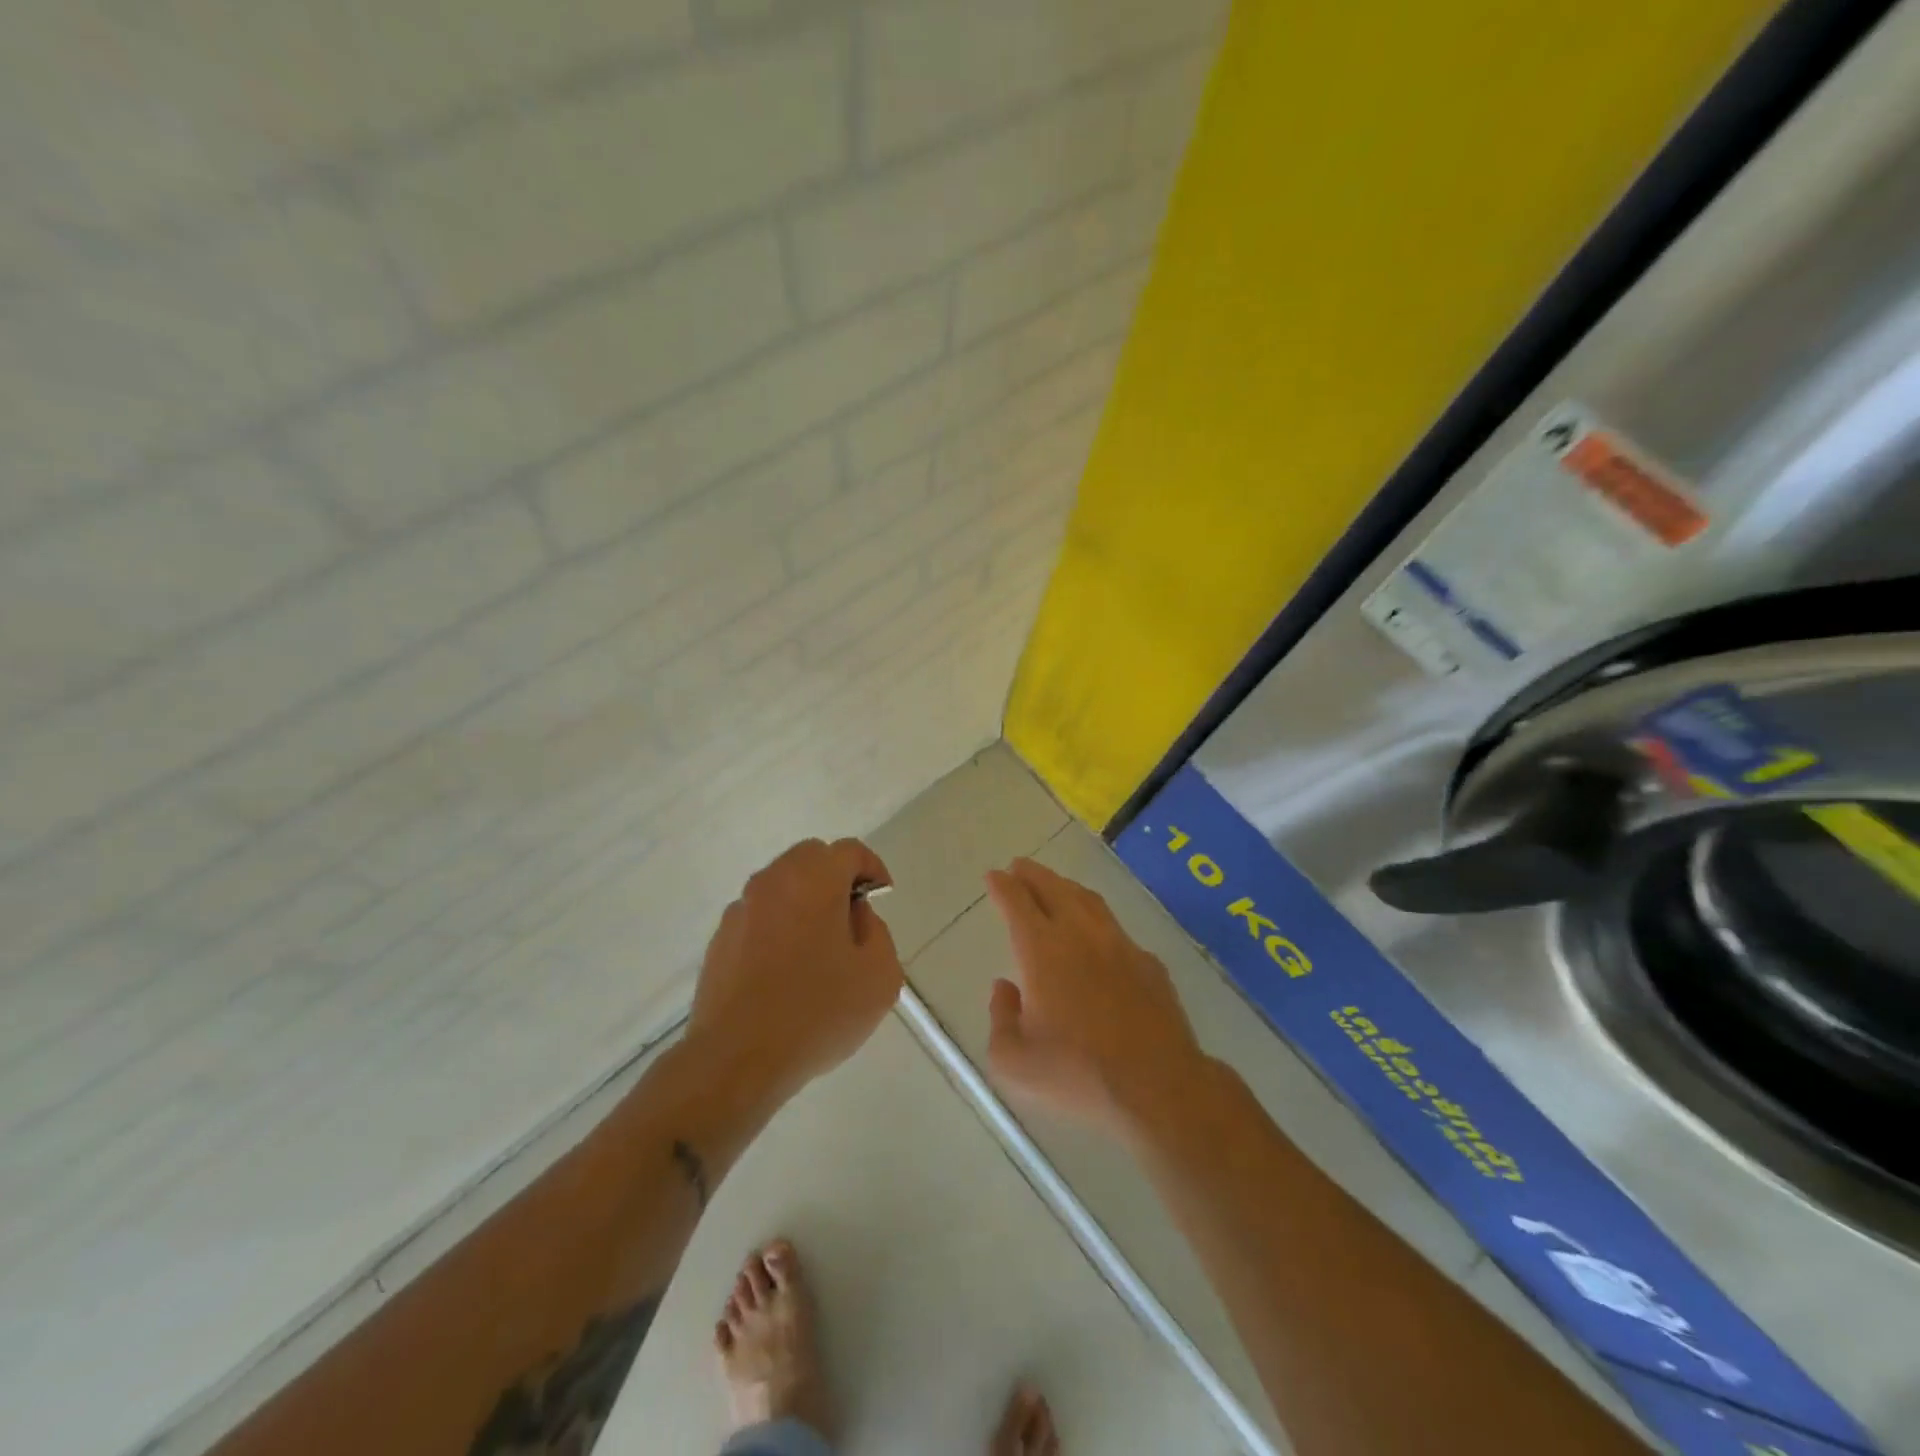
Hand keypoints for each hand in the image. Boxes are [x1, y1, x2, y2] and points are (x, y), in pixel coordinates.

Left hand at [689, 838, 902, 1098]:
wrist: (737, 1059)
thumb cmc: (818, 1012)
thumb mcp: (879, 975)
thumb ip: (877, 932)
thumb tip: (855, 916)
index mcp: (814, 880)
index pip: (850, 851)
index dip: (872, 869)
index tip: (880, 898)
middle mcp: (773, 882)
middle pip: (810, 858)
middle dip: (835, 878)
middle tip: (850, 919)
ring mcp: (741, 910)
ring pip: (781, 886)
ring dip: (804, 901)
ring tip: (817, 949)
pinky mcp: (720, 939)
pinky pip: (758, 917)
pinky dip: (777, 927)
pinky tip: (784, 971)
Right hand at [983, 858, 1208, 1139]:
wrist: (1157, 1086)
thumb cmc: (1077, 1074)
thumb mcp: (1015, 1062)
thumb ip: (1000, 1019)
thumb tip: (1004, 988)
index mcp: (1043, 951)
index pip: (1017, 903)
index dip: (1003, 886)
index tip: (994, 875)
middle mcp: (1080, 935)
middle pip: (1054, 889)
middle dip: (1033, 874)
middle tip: (1020, 867)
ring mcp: (1120, 945)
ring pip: (1088, 901)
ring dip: (1066, 888)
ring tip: (1055, 886)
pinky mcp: (1149, 963)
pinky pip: (1116, 930)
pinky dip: (1098, 921)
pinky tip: (1097, 934)